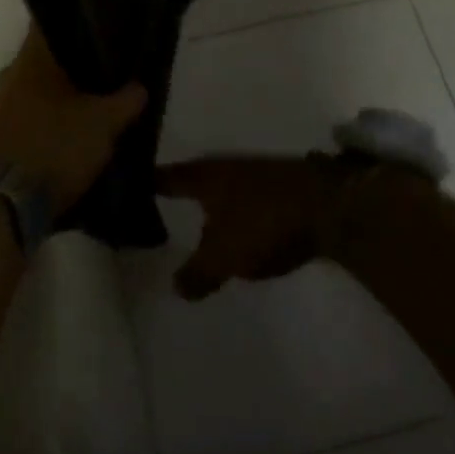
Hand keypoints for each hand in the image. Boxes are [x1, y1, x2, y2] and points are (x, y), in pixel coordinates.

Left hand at [0, 27, 146, 217]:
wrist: (8, 203)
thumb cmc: (56, 146)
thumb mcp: (104, 123)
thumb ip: (126, 99)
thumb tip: (139, 85)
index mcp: (31, 59)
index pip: (50, 22)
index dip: (75, 19)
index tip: (99, 23)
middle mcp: (12, 74)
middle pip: (47, 56)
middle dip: (74, 60)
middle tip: (107, 64)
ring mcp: (3, 105)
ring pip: (39, 85)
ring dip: (63, 90)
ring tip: (96, 96)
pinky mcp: (1, 133)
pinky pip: (32, 111)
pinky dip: (52, 114)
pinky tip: (75, 124)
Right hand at [154, 153, 360, 300]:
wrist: (328, 205)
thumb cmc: (263, 222)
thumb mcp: (223, 257)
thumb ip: (197, 273)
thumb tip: (176, 286)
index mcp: (204, 176)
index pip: (165, 177)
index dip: (146, 183)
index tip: (126, 185)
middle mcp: (225, 167)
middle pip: (193, 179)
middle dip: (178, 192)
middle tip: (157, 208)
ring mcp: (255, 174)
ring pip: (221, 189)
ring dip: (208, 204)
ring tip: (194, 223)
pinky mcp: (279, 187)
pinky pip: (245, 200)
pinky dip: (234, 213)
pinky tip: (234, 230)